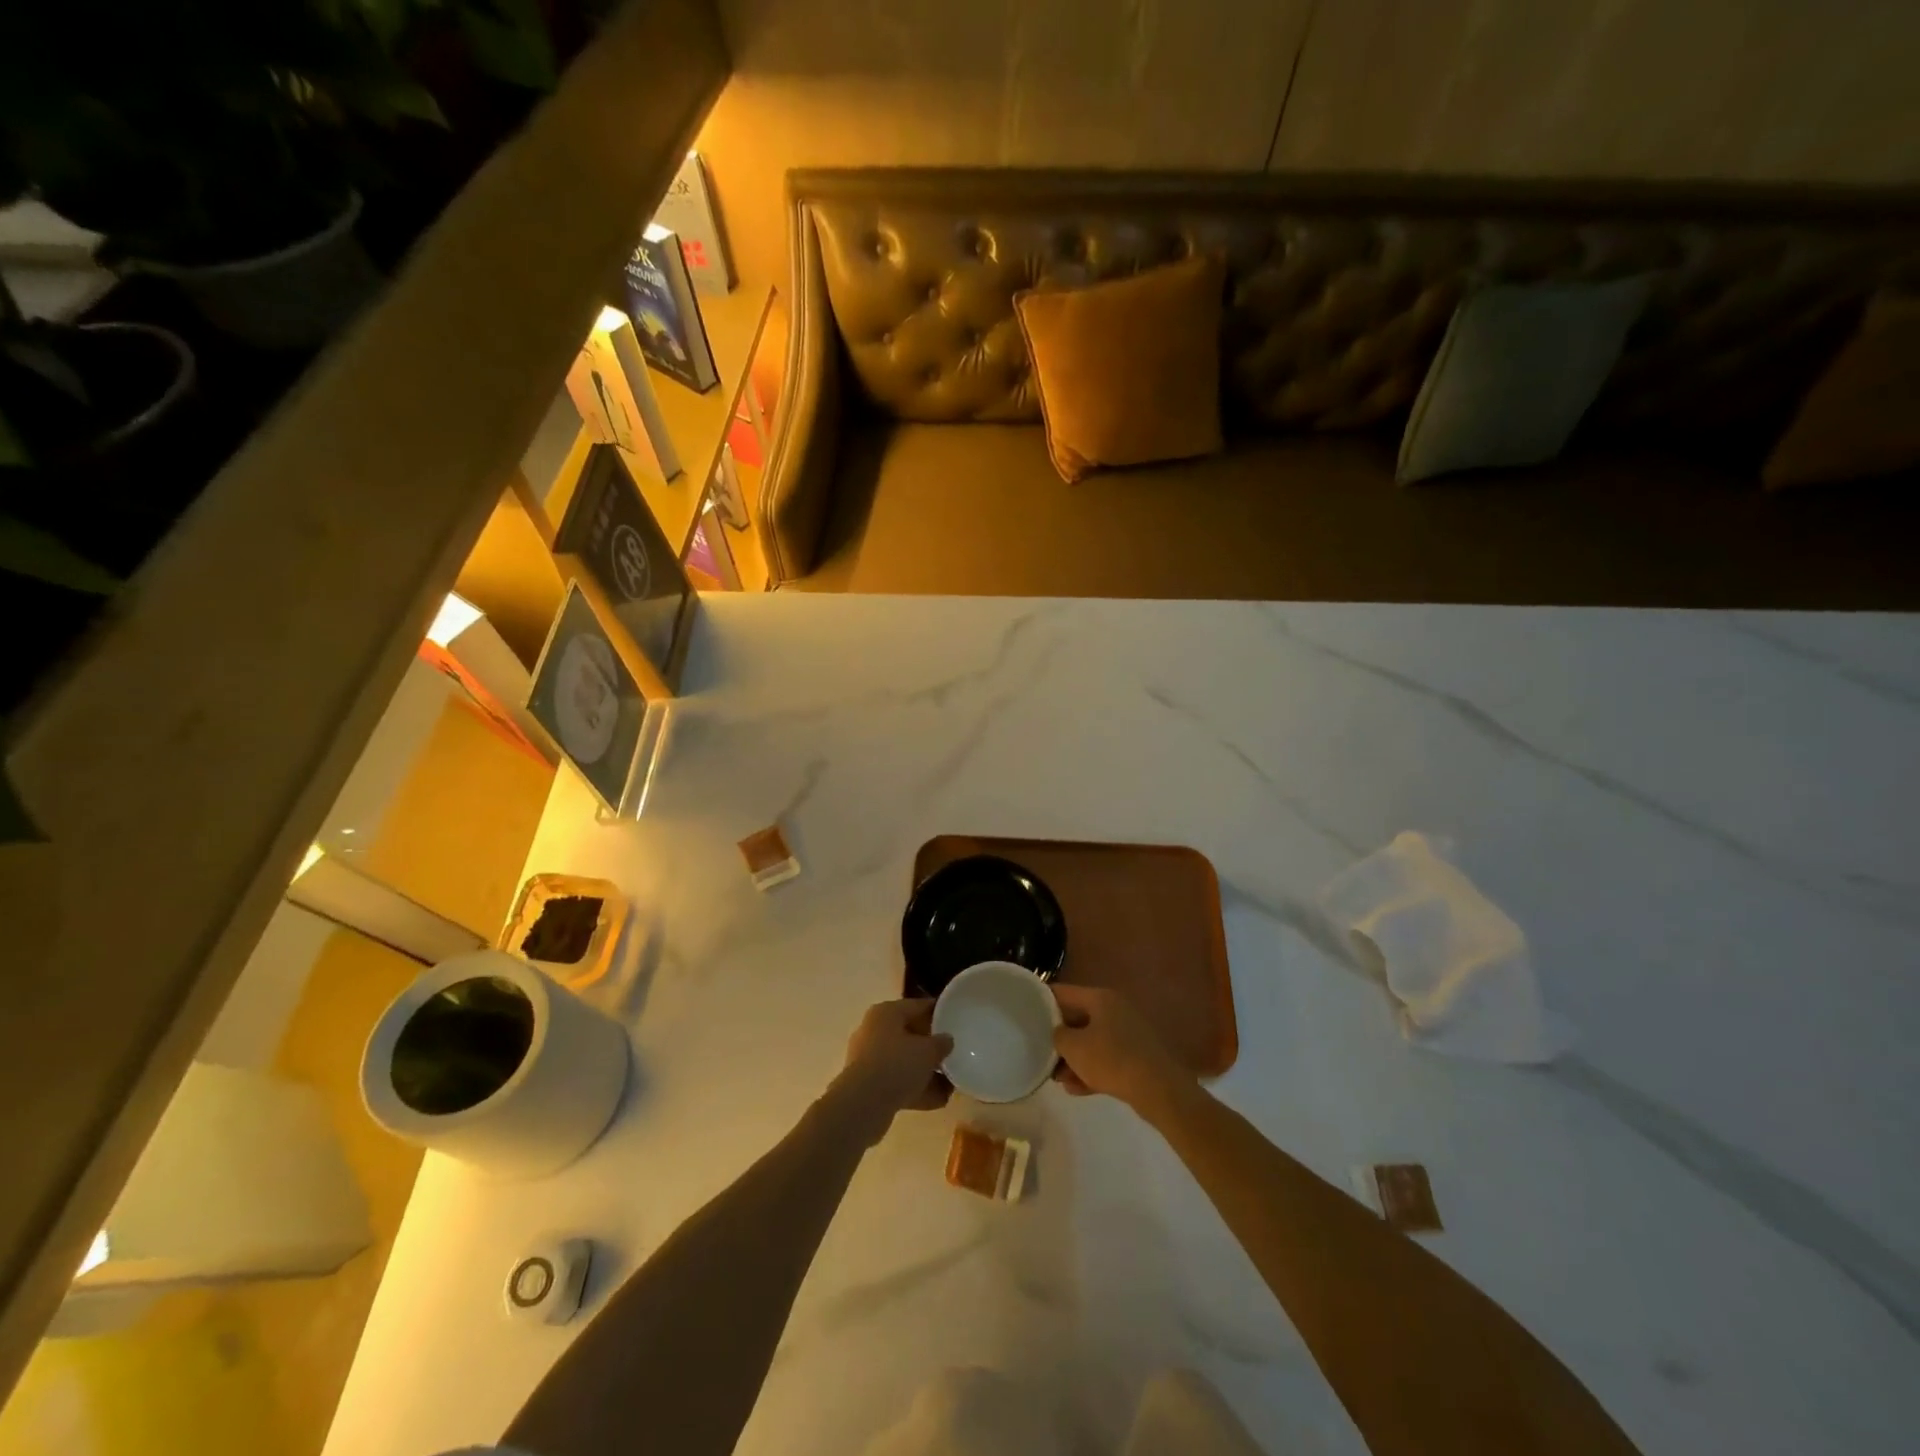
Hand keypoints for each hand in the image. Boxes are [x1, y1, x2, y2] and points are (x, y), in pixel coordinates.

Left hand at [833, 998, 952, 1141]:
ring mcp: (869, 1058)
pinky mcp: (868, 1084)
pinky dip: (915, 1088)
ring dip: (925, 1070)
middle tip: (953, 1052)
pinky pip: (897, 1081)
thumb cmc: (897, 1065)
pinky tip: (939, 1099)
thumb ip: (941, 1043)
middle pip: (909, 1033)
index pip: (917, 1005)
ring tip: (950, 1081)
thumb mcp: (928, 1051)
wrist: (863, 1105)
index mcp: (886, 1012)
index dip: (938, 1012)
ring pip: (903, 1060)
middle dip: (931, 1045)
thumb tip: (946, 1040)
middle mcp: (874, 1030)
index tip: (955, 1020)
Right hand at [1052, 984, 1193, 1116]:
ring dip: (1074, 1059)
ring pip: (1091, 1042)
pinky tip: (1076, 1090)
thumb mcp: (1074, 1047)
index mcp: (1100, 998)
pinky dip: (1091, 1071)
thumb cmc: (1111, 1059)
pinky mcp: (1136, 1056)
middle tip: (1040, 1053)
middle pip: (1078, 1019)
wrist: (1159, 1089)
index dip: (1042, 1000)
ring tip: (1057, 1079)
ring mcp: (1128, 1033)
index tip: (1025, 1011)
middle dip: (1059, 1039)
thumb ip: (1058, 1036)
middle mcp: (1115, 1010)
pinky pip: (1106, 1059)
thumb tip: (1058, 1033)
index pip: (1063, 992)